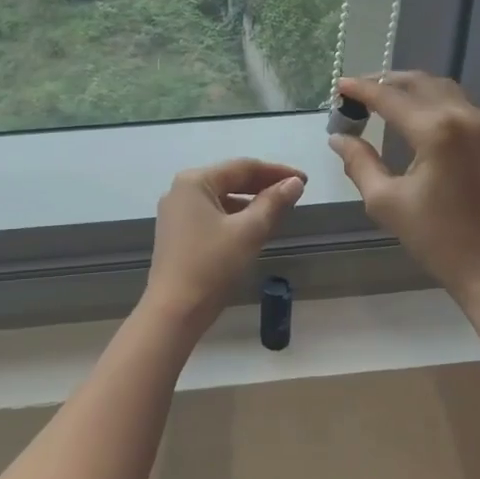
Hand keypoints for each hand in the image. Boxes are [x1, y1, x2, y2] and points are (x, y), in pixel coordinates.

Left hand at [143, 158, 305, 327]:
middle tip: (295, 193)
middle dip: (264, 186)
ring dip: (251, 202)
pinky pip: (212, 215)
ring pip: (222, 199)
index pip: (243, 167)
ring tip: (279, 210)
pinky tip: (253, 228)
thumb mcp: (249, 231)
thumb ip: (274, 203)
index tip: (304, 180)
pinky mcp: (177, 233)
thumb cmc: (212, 266)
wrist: (175, 311)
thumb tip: (294, 182)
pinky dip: (235, 217)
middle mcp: (181, 191)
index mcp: (194, 181)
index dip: (277, 172)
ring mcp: (176, 213)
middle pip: (230, 180)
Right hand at [328, 73, 479, 298]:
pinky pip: (456, 103)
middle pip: (418, 83)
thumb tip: (338, 138)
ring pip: (440, 88)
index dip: (361, 89)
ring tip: (381, 98)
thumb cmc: (436, 237)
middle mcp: (462, 116)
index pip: (390, 98)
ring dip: (409, 88)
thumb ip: (359, 162)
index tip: (337, 85)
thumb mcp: (386, 201)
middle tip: (356, 92)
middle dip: (385, 82)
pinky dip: (430, 99)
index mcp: (435, 130)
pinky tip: (412, 113)